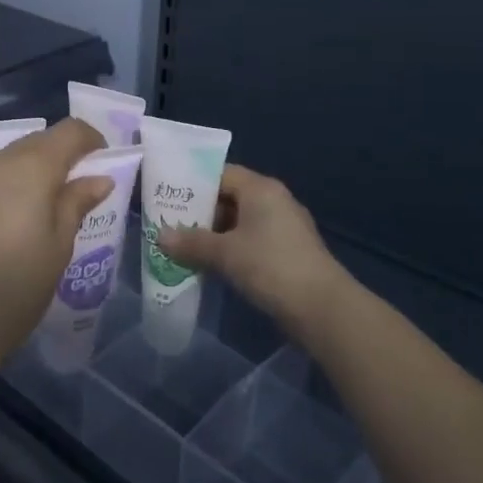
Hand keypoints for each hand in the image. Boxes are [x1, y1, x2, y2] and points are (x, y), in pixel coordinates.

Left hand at [0, 118, 111, 373]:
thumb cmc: (20, 284)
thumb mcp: (60, 244)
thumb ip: (78, 201)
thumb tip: (100, 178)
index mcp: (31, 168)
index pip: (69, 130)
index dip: (92, 140)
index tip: (103, 162)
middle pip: (38, 140)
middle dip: (62, 155)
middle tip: (77, 187)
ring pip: (10, 157)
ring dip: (32, 169)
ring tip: (43, 206)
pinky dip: (6, 186)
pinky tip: (9, 221)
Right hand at [156, 165, 351, 339]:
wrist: (322, 308)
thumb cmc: (270, 266)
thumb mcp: (225, 253)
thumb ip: (191, 242)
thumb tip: (160, 236)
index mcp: (261, 189)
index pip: (221, 174)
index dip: (193, 184)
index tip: (168, 198)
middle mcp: (274, 201)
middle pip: (229, 197)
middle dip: (200, 213)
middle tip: (170, 225)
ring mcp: (284, 227)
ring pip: (240, 222)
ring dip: (214, 235)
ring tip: (183, 248)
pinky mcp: (287, 252)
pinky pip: (251, 241)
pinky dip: (231, 249)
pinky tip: (211, 266)